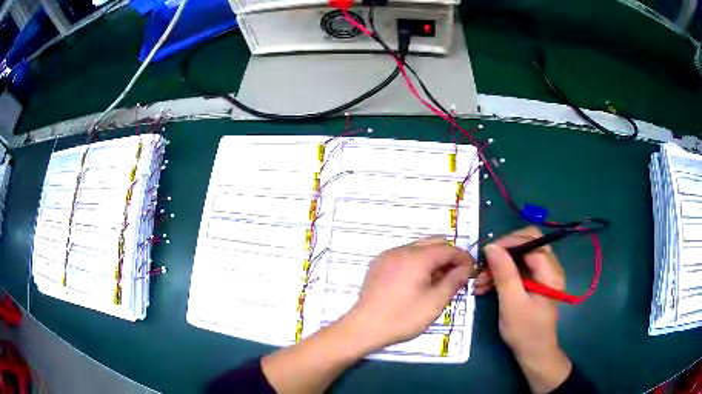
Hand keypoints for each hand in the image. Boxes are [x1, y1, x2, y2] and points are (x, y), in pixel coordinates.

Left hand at [261, 237, 473, 393]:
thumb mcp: (435, 302)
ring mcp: (387, 256)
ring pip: (418, 249)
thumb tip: (466, 268)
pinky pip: (404, 256)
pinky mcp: (378, 265)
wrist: (363, 328)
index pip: (448, 249)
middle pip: (433, 244)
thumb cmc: (402, 317)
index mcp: (417, 257)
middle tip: (457, 276)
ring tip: (439, 281)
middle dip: (449, 256)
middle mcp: (401, 250)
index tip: (472, 271)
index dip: (463, 258)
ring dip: (433, 259)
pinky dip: (417, 263)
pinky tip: (418, 282)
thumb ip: (454, 281)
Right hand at [473, 227, 571, 392]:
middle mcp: (550, 268)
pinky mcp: (534, 283)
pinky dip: (503, 274)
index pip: (531, 242)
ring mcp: (542, 275)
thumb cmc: (525, 331)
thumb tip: (491, 246)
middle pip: (527, 243)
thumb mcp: (512, 303)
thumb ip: (504, 273)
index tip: (486, 254)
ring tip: (480, 281)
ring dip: (500, 264)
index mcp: (550, 271)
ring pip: (520, 256)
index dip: (508, 243)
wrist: (534, 353)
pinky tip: (486, 286)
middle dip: (504, 251)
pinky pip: (518, 270)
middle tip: (485, 265)